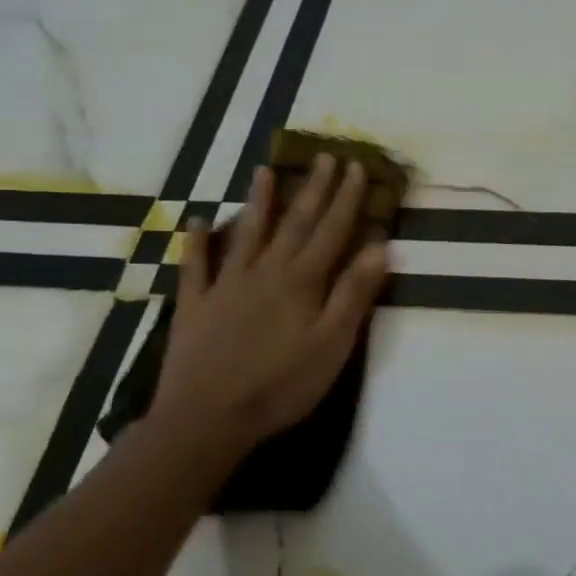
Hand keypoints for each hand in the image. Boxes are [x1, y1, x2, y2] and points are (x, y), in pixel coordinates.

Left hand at [149, 157, 388, 458]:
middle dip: (313, 189)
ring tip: (264, 170)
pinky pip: (195, 266)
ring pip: (246, 234)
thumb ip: (354, 294)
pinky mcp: (195, 306)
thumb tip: (380, 247)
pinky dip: (196, 242)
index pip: (331, 231)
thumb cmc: (282, 384)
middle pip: (295, 223)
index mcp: (302, 281)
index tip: (356, 167)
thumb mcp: (332, 344)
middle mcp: (265, 272)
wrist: (207, 418)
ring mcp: (225, 286)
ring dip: (258, 201)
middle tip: (325, 157)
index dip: (346, 199)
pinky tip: (196, 221)